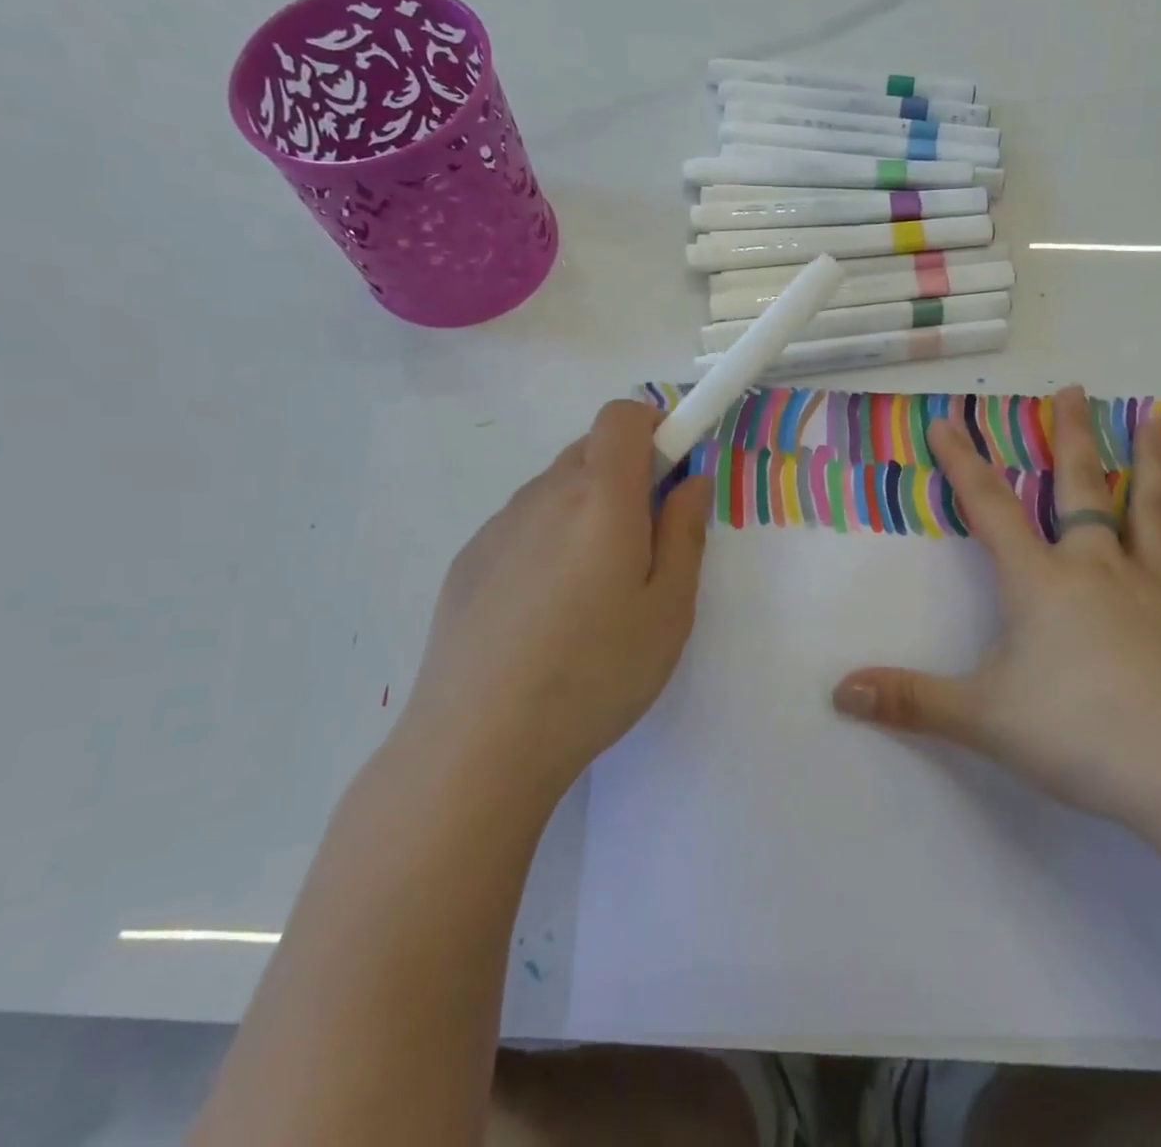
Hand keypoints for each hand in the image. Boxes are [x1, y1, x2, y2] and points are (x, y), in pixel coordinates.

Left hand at [405, 401, 711, 799]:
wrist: (478, 743)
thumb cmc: (595, 674)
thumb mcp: (669, 610)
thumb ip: (685, 531)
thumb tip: (691, 480)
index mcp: (600, 497)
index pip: (623, 416)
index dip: (656, 428)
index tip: (673, 474)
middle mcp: (544, 494)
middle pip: (591, 449)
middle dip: (627, 474)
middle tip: (642, 542)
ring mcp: (499, 525)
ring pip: (556, 487)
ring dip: (586, 508)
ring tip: (591, 589)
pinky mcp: (469, 558)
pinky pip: (523, 523)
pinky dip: (548, 538)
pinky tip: (544, 611)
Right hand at [832, 384, 1160, 844]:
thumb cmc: (1083, 736)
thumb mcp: (983, 719)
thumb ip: (911, 702)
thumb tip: (840, 691)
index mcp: (1043, 583)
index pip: (990, 508)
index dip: (963, 463)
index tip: (948, 421)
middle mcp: (1098, 572)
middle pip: (1081, 490)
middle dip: (1071, 438)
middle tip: (1074, 391)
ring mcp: (1155, 596)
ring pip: (1150, 515)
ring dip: (1151, 465)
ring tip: (1156, 419)